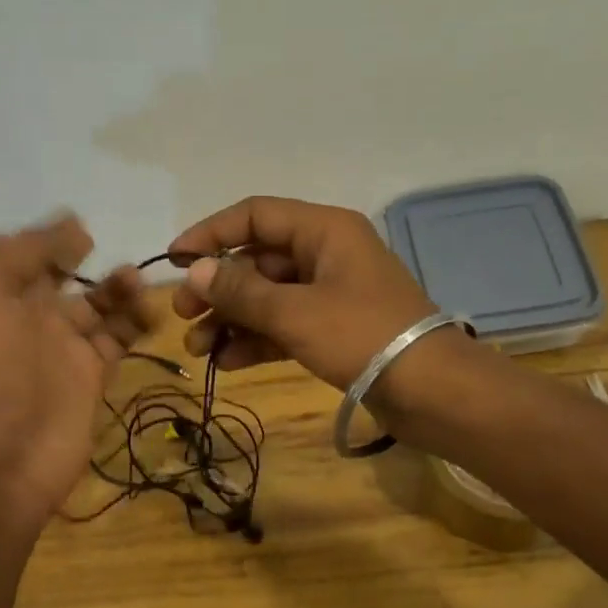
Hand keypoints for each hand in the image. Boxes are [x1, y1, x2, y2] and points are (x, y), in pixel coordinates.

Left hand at [0, 216, 155, 529]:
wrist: (0, 460)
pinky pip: (118, 340)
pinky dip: (136, 323)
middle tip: (114, 260)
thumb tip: (70, 222)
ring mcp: (62, 351)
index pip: (24, 257)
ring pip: (98, 308)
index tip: (83, 230)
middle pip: (64, 280)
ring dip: (118, 291)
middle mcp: (29, 320)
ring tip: (136, 285)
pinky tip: (150, 314)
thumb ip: (22, 253)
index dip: (50, 241)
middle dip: (88, 264)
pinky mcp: (92, 378)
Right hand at [168, 196, 437, 389]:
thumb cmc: (362, 336)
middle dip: (218, 288)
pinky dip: (257, 339)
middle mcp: (326, 253)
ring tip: (199, 348)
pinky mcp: (335, 329)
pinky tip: (229, 362)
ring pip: (268, 296)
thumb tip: (194, 271)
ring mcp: (332, 293)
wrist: (432, 392)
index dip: (210, 234)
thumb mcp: (294, 312)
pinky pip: (285, 324)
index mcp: (323, 230)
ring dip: (232, 319)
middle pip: (258, 259)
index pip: (254, 215)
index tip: (174, 261)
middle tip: (182, 316)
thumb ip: (240, 291)